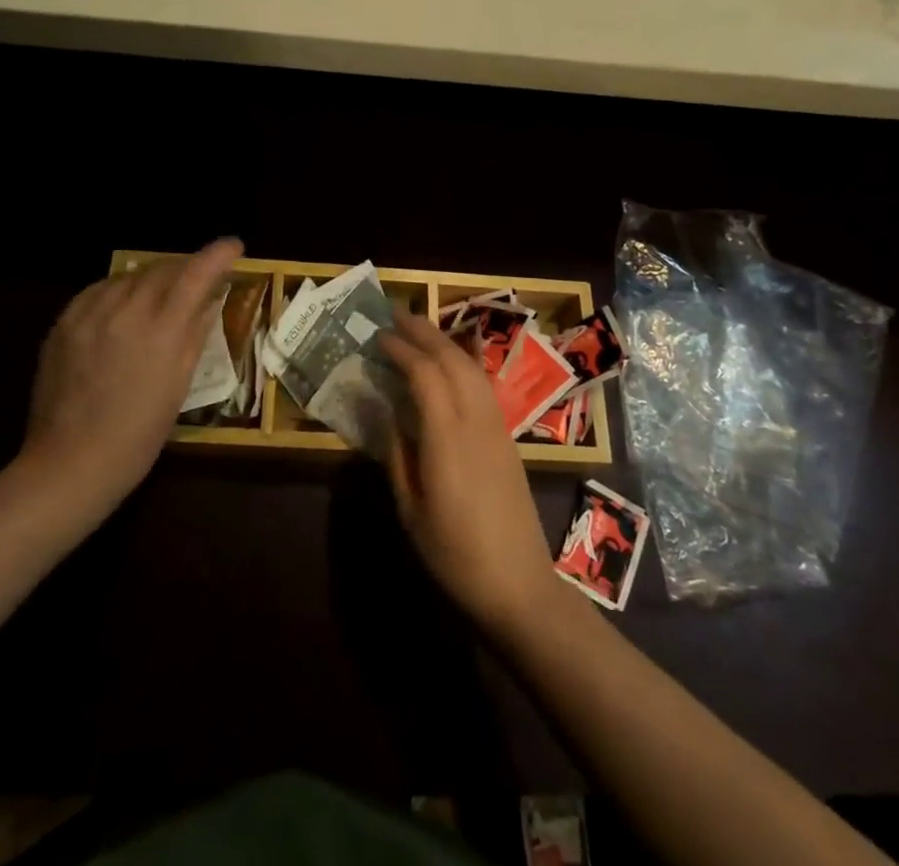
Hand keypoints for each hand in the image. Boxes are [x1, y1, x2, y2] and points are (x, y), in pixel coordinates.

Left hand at [14, 239, 243, 512]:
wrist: (70, 463)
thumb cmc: (139, 434)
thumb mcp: (179, 384)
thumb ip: (195, 332)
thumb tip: (211, 298)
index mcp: (161, 330)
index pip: (196, 274)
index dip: (218, 254)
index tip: (234, 246)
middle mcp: (125, 311)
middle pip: (162, 269)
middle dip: (185, 267)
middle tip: (199, 277)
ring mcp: (89, 314)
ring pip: (129, 276)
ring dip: (152, 278)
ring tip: (161, 293)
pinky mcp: (64, 323)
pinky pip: (98, 290)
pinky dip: (118, 289)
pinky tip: (123, 305)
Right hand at [379, 309, 561, 632]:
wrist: (519, 585)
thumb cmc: (455, 555)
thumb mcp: (411, 511)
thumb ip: (398, 455)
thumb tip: (389, 414)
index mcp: (447, 437)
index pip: (425, 374)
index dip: (402, 349)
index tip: (379, 335)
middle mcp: (476, 420)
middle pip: (452, 359)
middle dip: (424, 332)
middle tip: (397, 314)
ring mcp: (497, 426)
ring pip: (472, 367)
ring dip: (445, 342)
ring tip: (420, 331)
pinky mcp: (508, 437)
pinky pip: (483, 384)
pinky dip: (462, 363)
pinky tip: (450, 364)